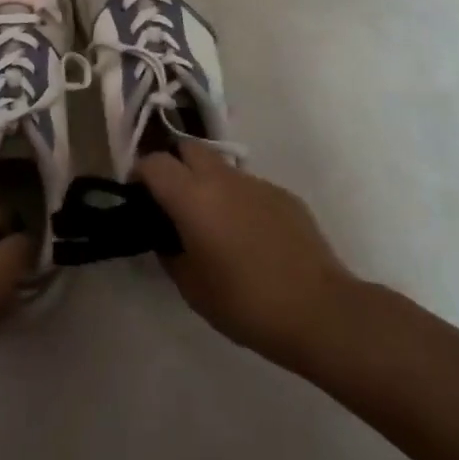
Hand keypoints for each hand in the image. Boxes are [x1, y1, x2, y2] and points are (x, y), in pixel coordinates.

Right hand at [138, 142, 356, 372]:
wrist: (320, 311)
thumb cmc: (245, 302)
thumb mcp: (191, 287)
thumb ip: (170, 251)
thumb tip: (167, 235)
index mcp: (192, 196)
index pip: (153, 162)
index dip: (139, 175)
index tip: (138, 198)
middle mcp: (222, 178)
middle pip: (187, 148)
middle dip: (174, 165)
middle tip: (173, 202)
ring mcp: (257, 183)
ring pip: (221, 167)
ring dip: (208, 184)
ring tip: (215, 225)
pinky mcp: (285, 195)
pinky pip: (250, 188)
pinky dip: (239, 201)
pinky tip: (251, 239)